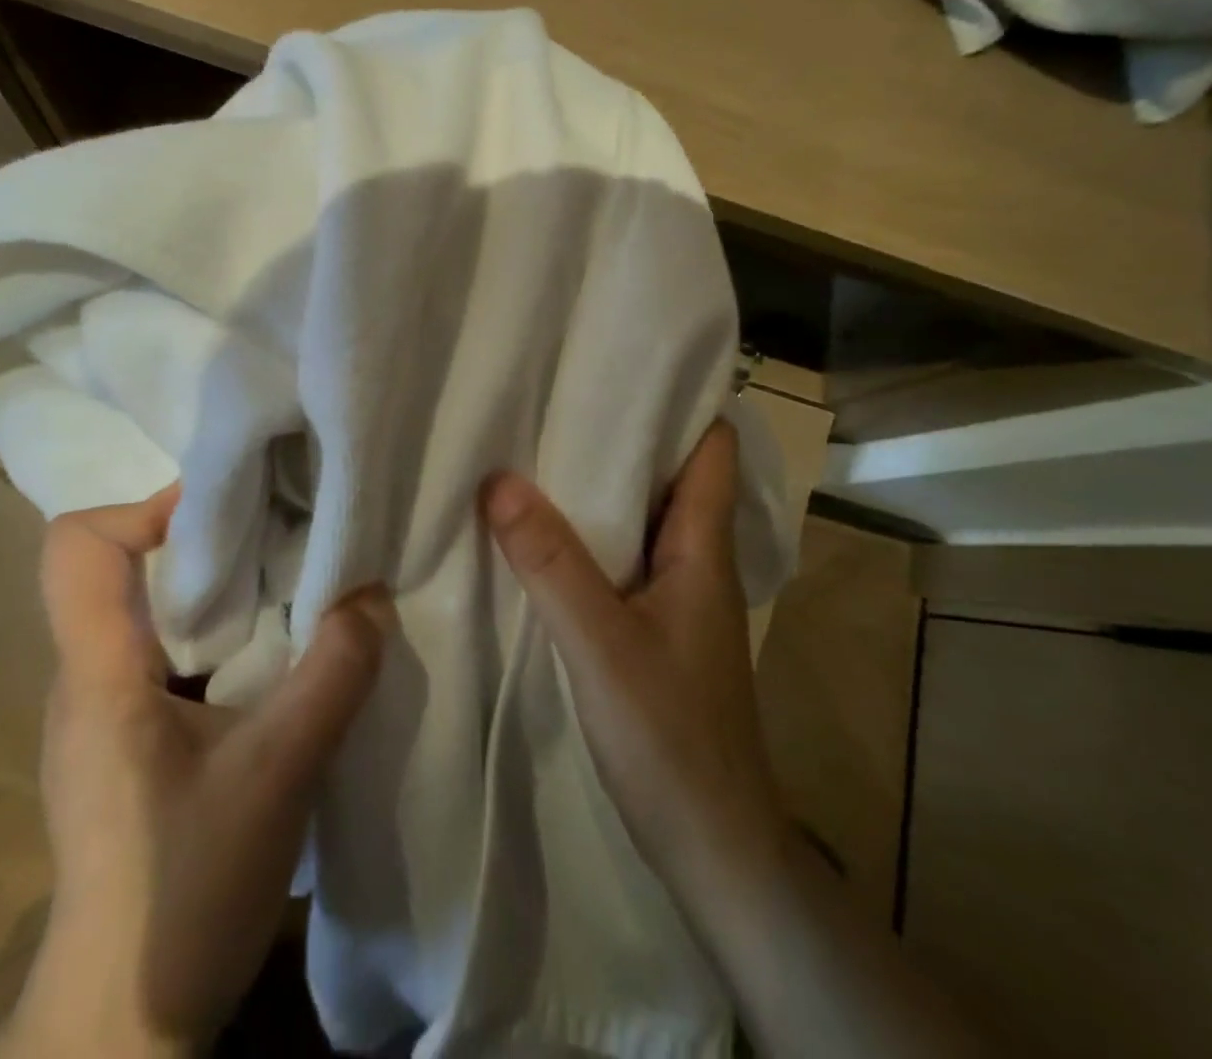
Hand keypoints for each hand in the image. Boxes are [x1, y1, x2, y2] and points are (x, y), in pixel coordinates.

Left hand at [0, 487, 391, 1057]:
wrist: (122, 1030)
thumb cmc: (184, 893)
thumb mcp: (280, 774)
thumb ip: (333, 674)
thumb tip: (373, 596)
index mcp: (99, 672)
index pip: (79, 546)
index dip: (149, 509)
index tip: (232, 515)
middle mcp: (87, 678)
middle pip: (123, 567)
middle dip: (205, 541)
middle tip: (283, 541)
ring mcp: (103, 713)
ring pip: (149, 611)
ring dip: (218, 591)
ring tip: (290, 592)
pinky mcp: (127, 743)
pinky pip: (166, 655)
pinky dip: (218, 636)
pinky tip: (272, 663)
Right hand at [482, 421, 784, 900]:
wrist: (712, 847)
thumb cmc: (670, 737)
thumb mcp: (601, 644)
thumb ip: (551, 563)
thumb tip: (498, 480)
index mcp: (700, 548)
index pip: (712, 450)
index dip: (682, 403)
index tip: (626, 364)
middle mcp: (693, 560)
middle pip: (668, 475)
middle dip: (623, 434)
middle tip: (560, 395)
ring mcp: (674, 596)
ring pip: (640, 517)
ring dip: (600, 485)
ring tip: (540, 447)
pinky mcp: (653, 627)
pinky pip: (620, 557)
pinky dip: (589, 533)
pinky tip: (543, 531)